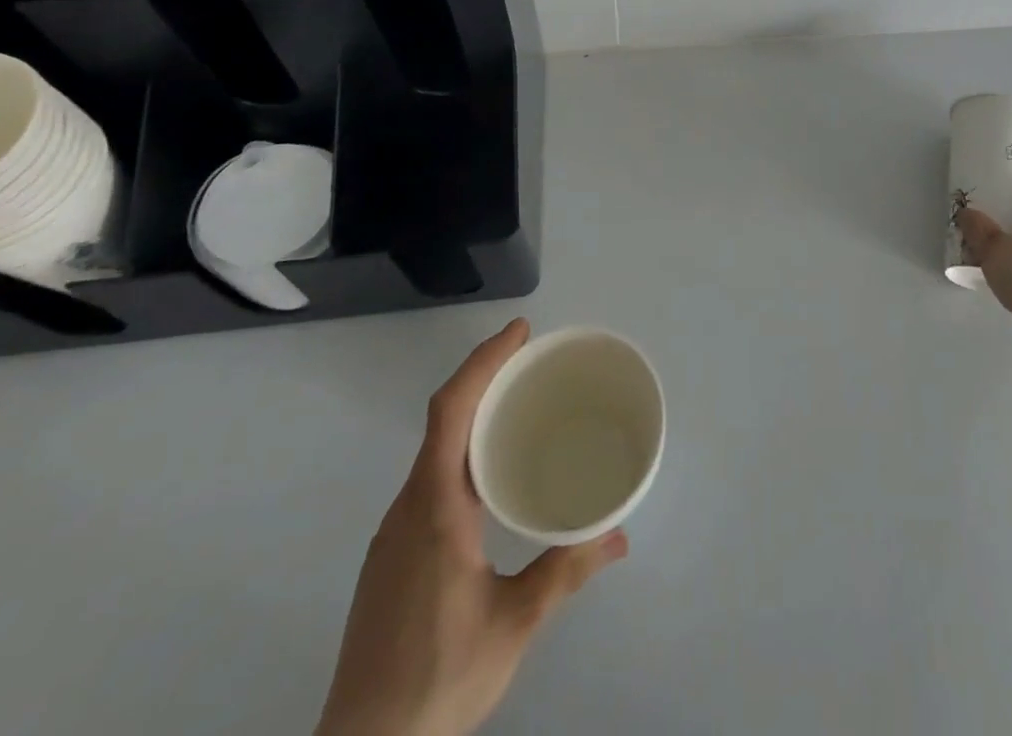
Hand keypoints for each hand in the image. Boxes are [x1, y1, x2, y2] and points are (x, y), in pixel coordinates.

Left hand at [315, 319, 627, 735]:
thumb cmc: (437, 680)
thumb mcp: (514, 624)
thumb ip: (566, 572)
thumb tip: (620, 535)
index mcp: (434, 507)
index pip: (452, 410)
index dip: (484, 361)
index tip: (520, 331)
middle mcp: (407, 508)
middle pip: (442, 420)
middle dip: (485, 378)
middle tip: (533, 362)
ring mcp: (394, 534)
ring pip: (434, 452)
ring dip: (473, 416)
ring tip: (520, 410)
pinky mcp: (391, 559)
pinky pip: (429, 481)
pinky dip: (462, 453)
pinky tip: (490, 480)